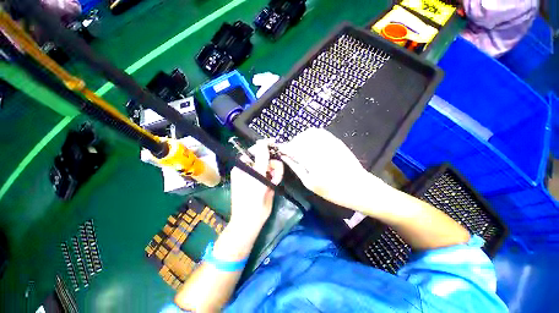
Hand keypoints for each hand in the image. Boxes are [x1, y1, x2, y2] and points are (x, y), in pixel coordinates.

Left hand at [230, 140, 283, 227]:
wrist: (251, 221)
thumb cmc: (249, 199)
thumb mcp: (256, 177)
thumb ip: (261, 159)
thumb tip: (262, 141)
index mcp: (244, 166)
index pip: (255, 151)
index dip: (265, 146)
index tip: (275, 144)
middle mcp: (251, 169)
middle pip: (266, 158)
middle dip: (272, 163)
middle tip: (274, 173)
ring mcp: (259, 175)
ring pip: (272, 166)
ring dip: (276, 171)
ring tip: (275, 181)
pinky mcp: (267, 182)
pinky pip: (275, 173)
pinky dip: (277, 176)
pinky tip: (275, 183)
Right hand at [278, 128, 386, 210]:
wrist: (359, 187)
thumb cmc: (333, 191)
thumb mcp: (310, 184)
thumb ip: (296, 167)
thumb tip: (285, 157)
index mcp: (314, 162)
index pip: (293, 148)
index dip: (284, 148)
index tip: (280, 150)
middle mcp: (321, 149)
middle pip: (300, 138)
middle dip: (292, 144)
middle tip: (291, 152)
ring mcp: (330, 143)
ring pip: (309, 133)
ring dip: (301, 139)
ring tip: (300, 148)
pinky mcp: (336, 141)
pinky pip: (319, 132)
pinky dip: (311, 136)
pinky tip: (310, 144)